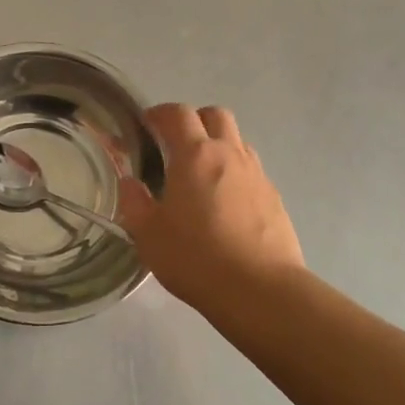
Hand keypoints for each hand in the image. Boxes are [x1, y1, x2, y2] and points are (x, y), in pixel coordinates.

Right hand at [117, 104, 304, 310]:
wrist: (261, 291)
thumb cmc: (196, 257)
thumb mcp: (149, 234)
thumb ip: (134, 202)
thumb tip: (129, 182)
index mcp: (195, 155)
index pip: (177, 114)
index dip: (159, 113)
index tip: (146, 125)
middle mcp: (229, 154)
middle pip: (215, 115)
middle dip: (194, 121)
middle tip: (175, 144)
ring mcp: (257, 174)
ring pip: (237, 141)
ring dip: (217, 145)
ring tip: (200, 175)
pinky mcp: (274, 198)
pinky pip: (251, 170)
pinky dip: (234, 173)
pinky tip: (224, 204)